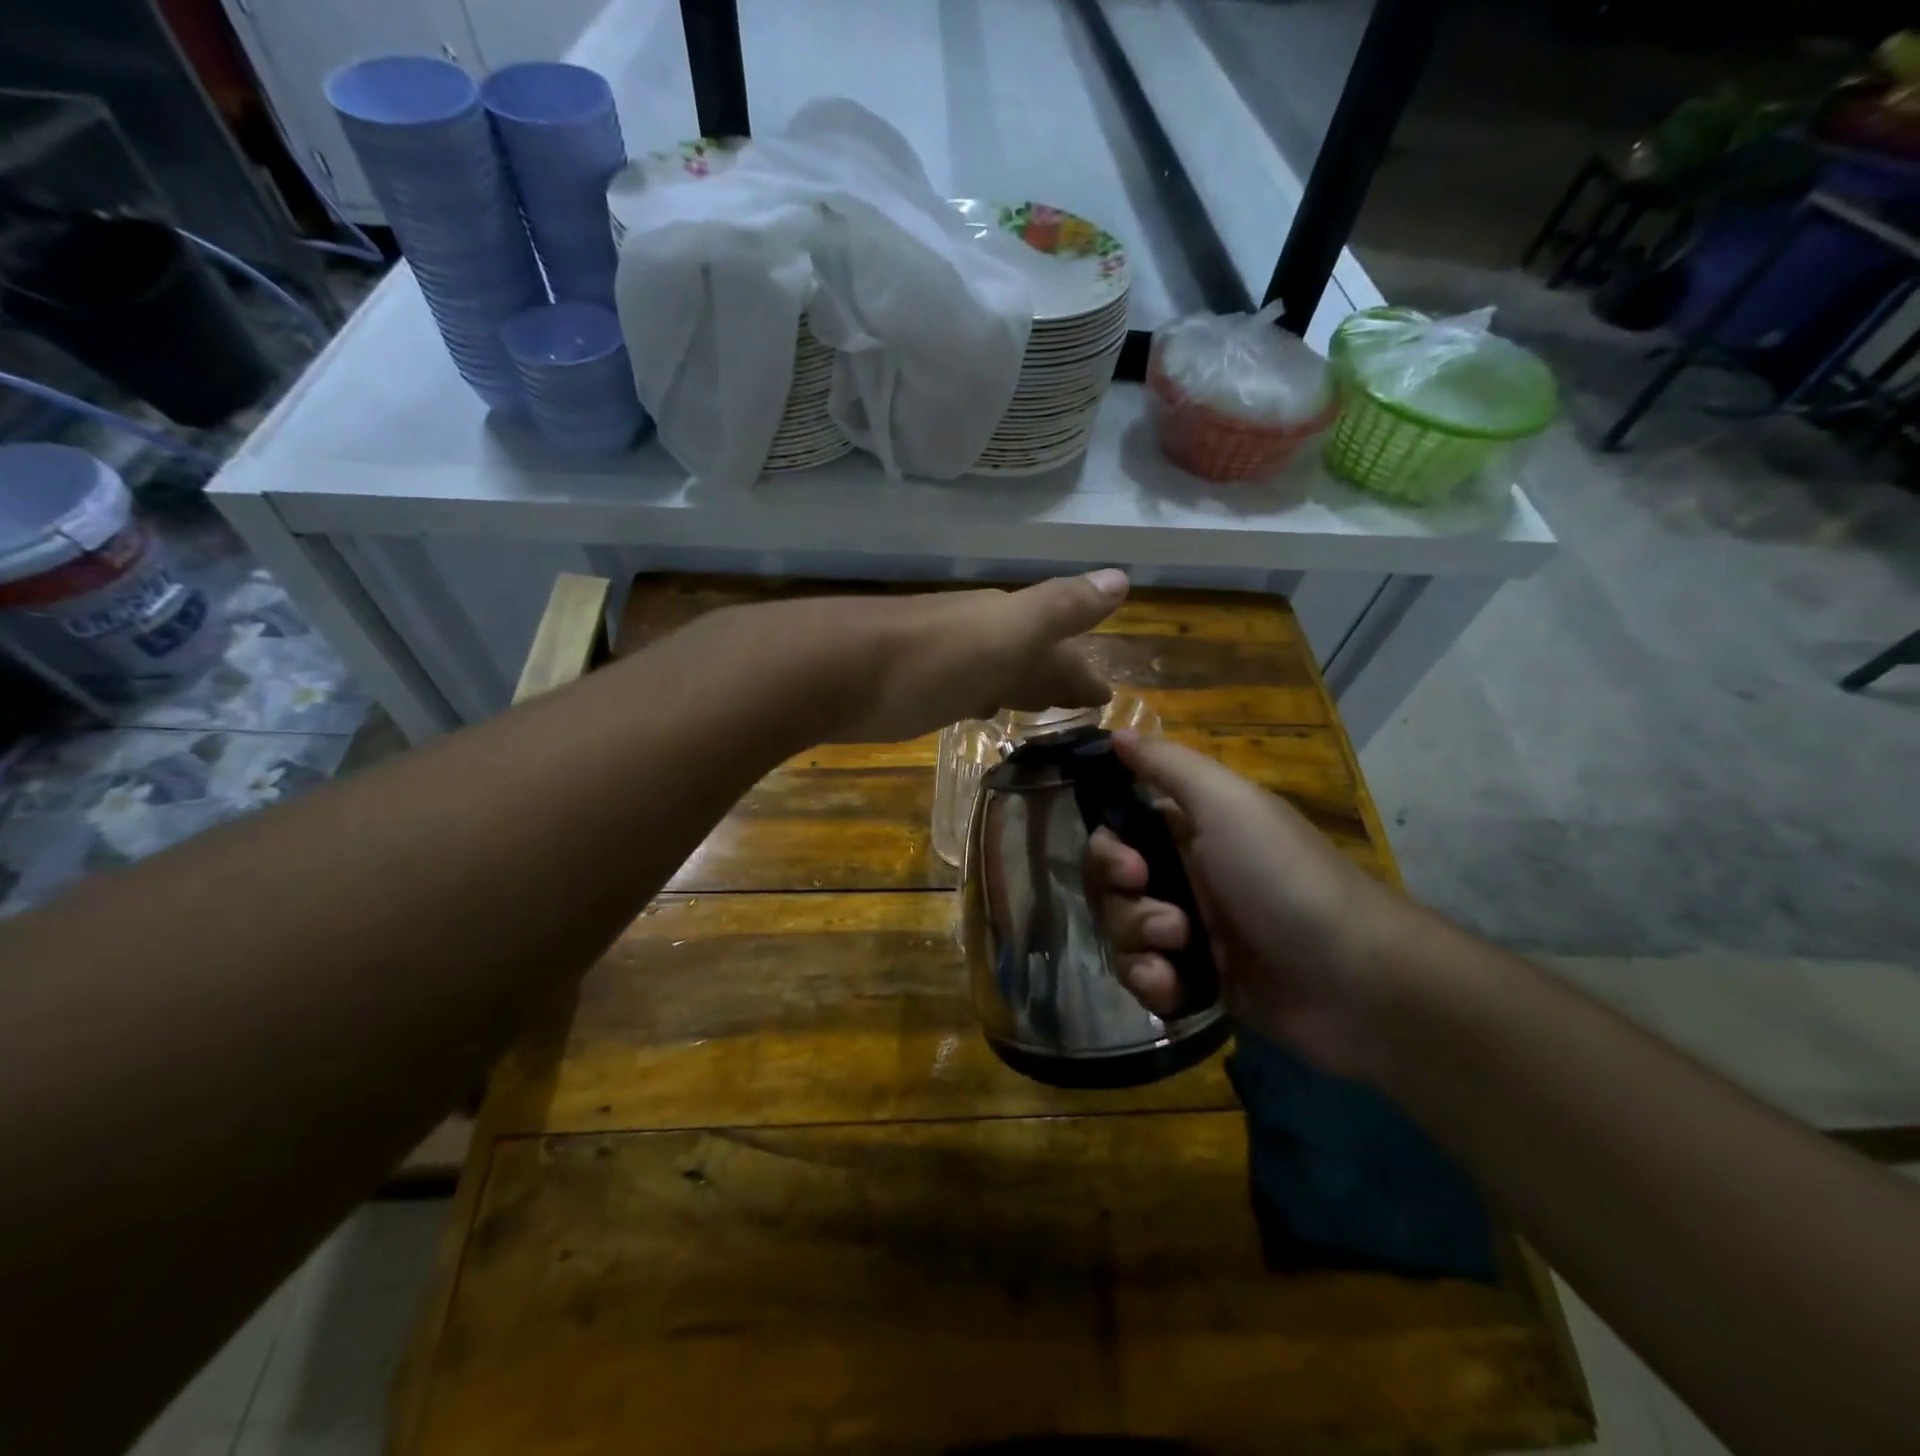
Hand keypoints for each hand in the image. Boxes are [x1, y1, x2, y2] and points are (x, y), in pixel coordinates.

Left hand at [831, 570, 1128, 742]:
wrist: (832, 669)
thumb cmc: (929, 660)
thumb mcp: (1006, 633)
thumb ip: (1060, 608)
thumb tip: (1121, 578)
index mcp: (1004, 623)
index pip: (1059, 646)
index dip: (1083, 671)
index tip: (1108, 696)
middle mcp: (975, 635)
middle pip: (1028, 655)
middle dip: (1056, 676)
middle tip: (1082, 704)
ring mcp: (940, 658)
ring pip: (994, 670)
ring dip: (1019, 686)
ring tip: (1037, 709)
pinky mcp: (908, 684)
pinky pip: (962, 687)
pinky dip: (980, 697)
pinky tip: (976, 709)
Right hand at [1085, 732, 1409, 1081]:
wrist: (1355, 980)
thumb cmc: (1284, 878)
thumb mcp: (1227, 804)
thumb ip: (1166, 764)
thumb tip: (1115, 732)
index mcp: (1190, 830)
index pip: (1118, 833)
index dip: (1108, 851)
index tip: (1129, 868)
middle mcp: (1185, 876)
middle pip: (1110, 887)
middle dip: (1123, 905)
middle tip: (1169, 921)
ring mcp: (1191, 932)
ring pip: (1121, 933)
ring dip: (1137, 945)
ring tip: (1179, 955)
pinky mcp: (1197, 981)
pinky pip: (1143, 977)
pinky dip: (1150, 982)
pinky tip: (1172, 989)